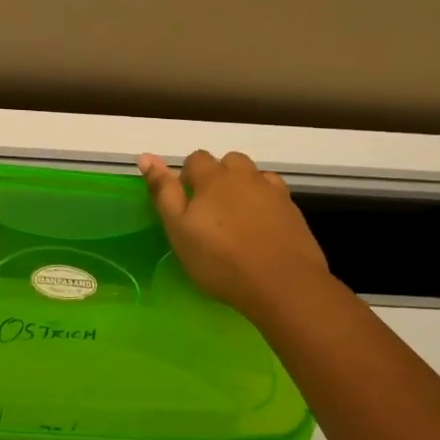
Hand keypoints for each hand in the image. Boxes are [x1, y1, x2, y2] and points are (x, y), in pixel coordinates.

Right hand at [138, 149, 332, 320]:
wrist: (282, 284)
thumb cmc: (220, 259)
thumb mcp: (179, 229)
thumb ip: (163, 191)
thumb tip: (145, 156)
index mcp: (213, 178)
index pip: (196, 158)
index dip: (187, 176)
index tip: (186, 204)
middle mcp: (244, 176)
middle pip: (229, 161)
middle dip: (218, 177)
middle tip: (211, 211)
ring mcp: (272, 192)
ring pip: (254, 176)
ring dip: (243, 187)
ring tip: (237, 218)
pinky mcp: (293, 211)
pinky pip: (275, 195)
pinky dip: (265, 203)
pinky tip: (261, 227)